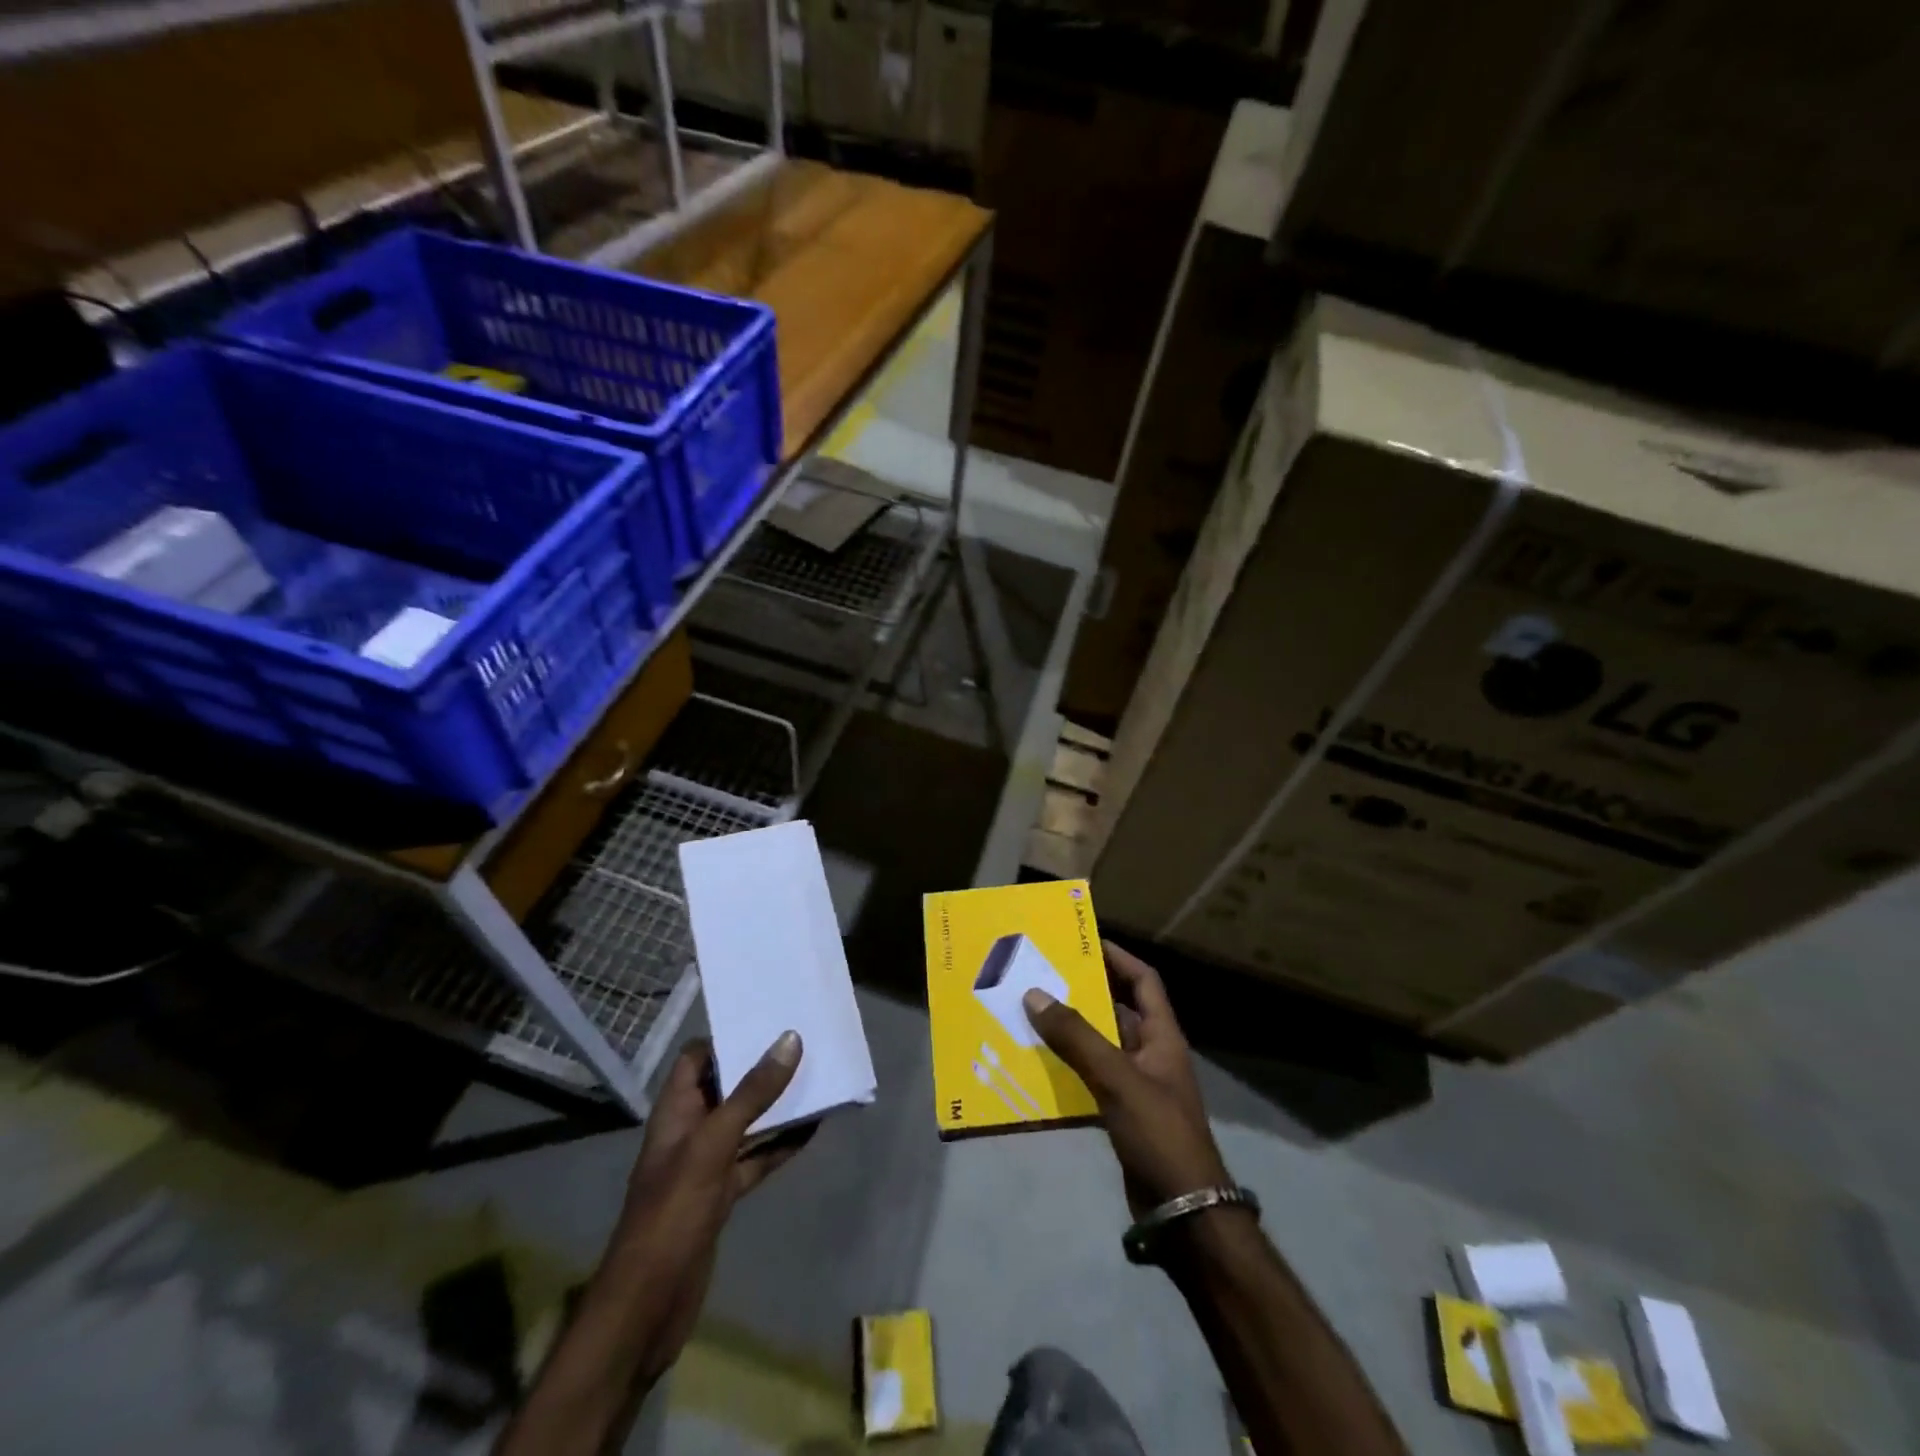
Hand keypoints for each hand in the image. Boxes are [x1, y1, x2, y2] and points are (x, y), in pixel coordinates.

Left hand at [599, 1031, 810, 1380]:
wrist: (647, 1308)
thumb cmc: (672, 1214)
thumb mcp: (713, 1145)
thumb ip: (751, 1094)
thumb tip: (789, 1039)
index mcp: (675, 1111)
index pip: (696, 1058)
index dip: (727, 1037)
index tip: (768, 1019)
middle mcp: (689, 1131)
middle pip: (726, 1086)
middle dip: (761, 1067)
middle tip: (804, 1041)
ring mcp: (706, 1166)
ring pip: (746, 1122)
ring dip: (776, 1104)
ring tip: (817, 1077)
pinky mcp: (722, 1196)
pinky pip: (756, 1158)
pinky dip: (781, 1144)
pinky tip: (813, 1130)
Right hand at [1023, 940, 1228, 1219]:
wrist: (1183, 1213)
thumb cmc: (1159, 1133)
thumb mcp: (1117, 1078)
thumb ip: (1076, 1037)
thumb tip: (1034, 994)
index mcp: (1162, 1036)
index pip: (1144, 981)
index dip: (1118, 957)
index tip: (1084, 940)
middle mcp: (1151, 1054)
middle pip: (1117, 1010)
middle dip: (1084, 992)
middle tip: (1044, 975)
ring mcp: (1137, 1086)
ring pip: (1099, 1045)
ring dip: (1070, 1031)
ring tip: (1030, 1014)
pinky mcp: (1122, 1114)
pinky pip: (1090, 1078)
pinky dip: (1067, 1069)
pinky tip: (1036, 1065)